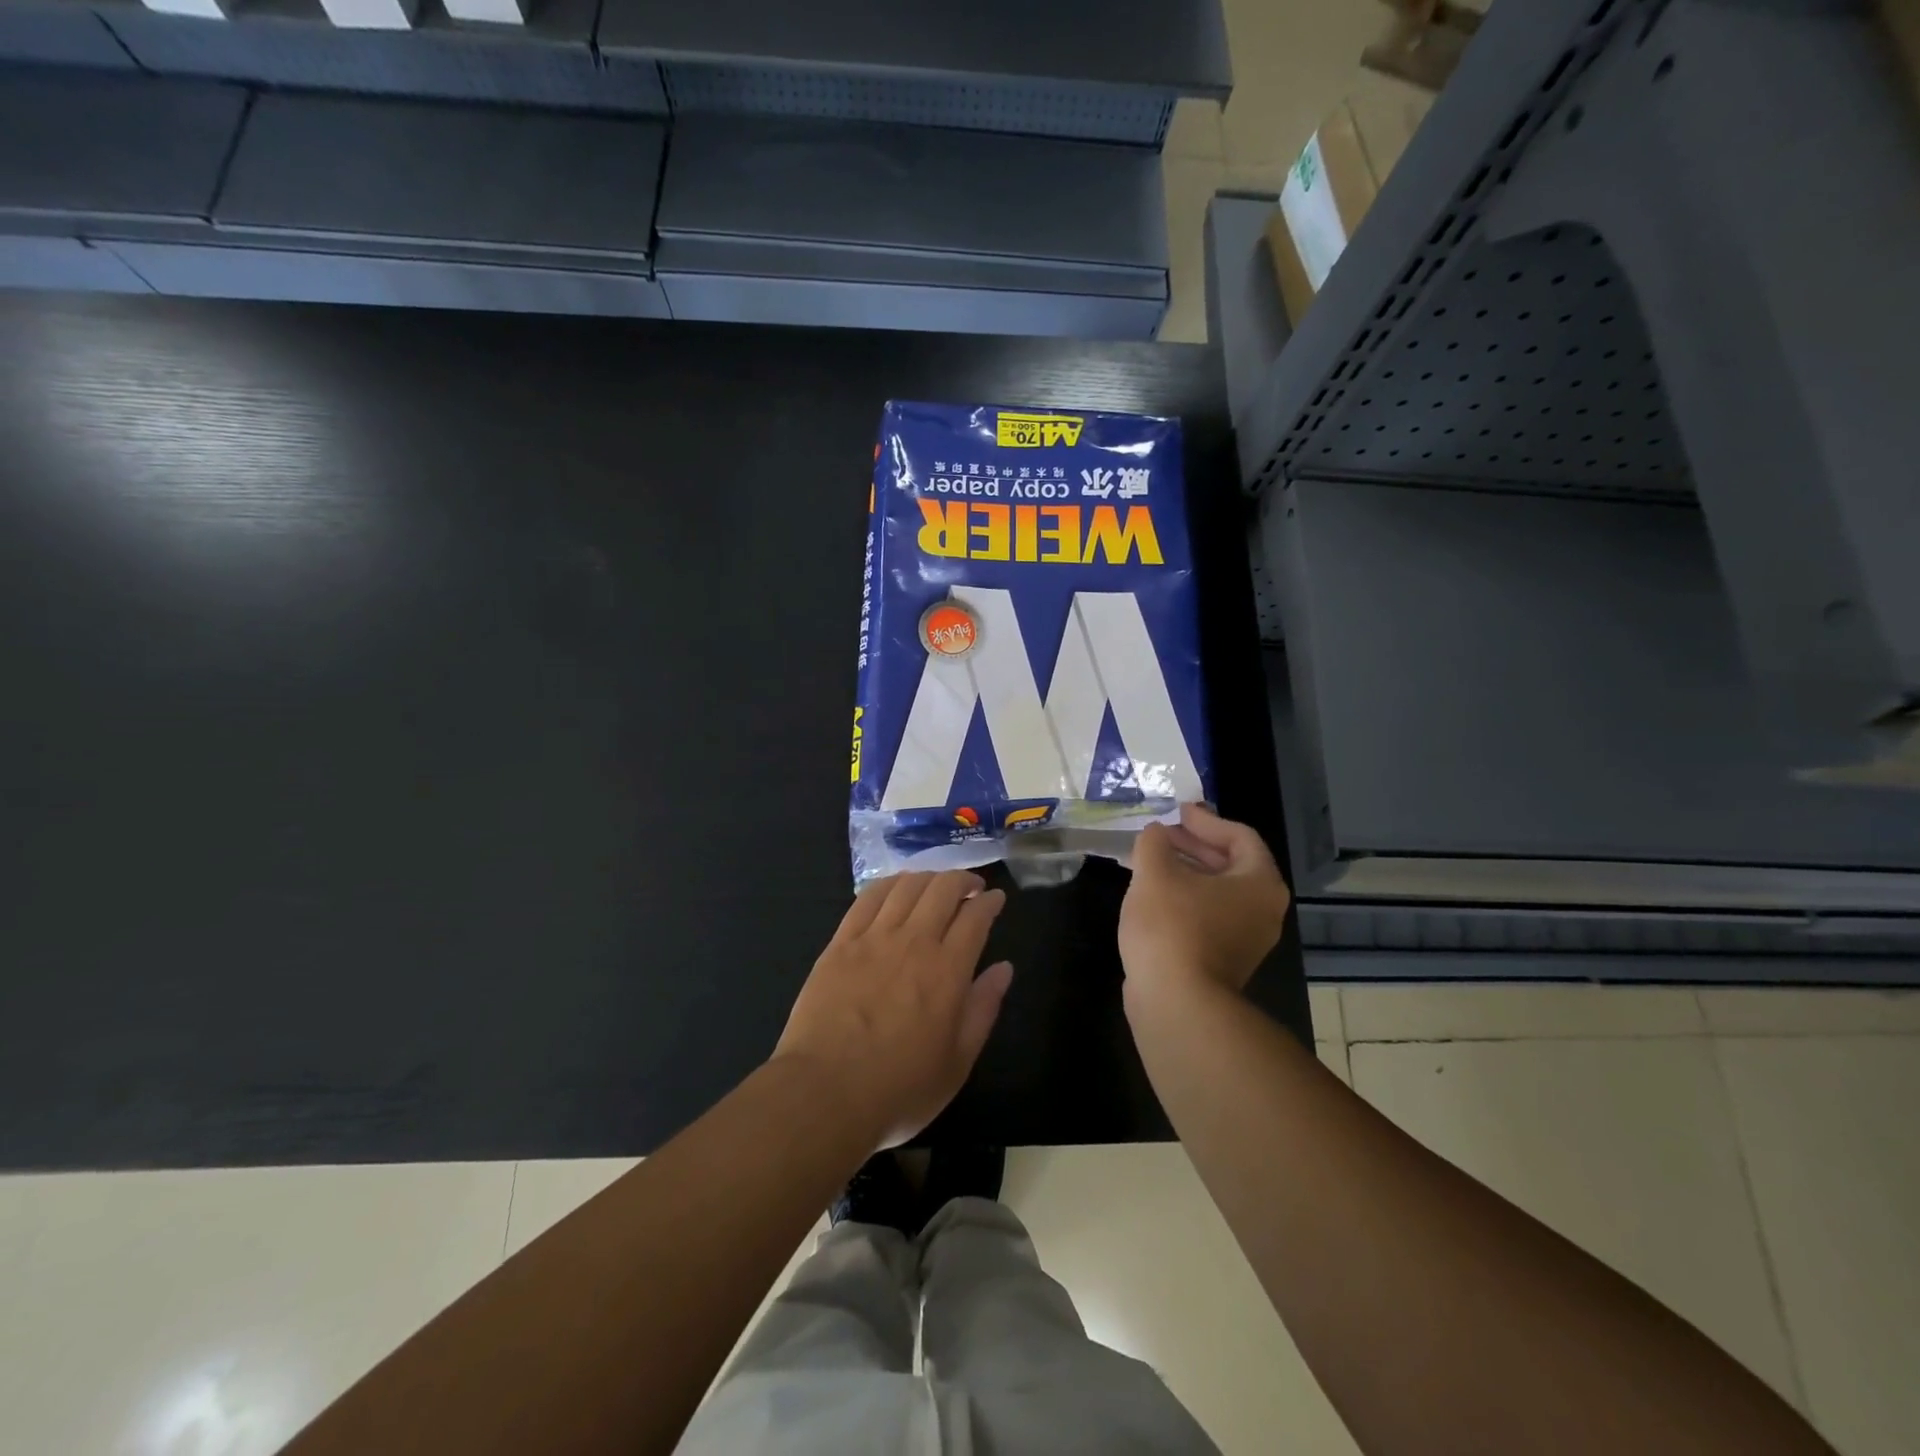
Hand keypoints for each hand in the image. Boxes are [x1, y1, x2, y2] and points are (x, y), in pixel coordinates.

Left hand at [773, 871, 1012, 1151]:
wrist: (824, 1094)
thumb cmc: (899, 1088)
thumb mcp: (957, 1061)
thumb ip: (984, 1009)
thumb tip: (1004, 968)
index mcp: (948, 970)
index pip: (975, 917)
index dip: (990, 902)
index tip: (996, 899)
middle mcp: (913, 942)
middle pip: (942, 890)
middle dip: (963, 880)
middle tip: (971, 887)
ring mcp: (873, 938)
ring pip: (906, 887)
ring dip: (928, 877)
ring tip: (937, 884)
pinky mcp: (840, 943)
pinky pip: (867, 898)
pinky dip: (889, 884)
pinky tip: (896, 886)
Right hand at [1119, 803, 1290, 998]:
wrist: (1176, 1003)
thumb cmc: (1172, 927)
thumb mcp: (1155, 872)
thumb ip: (1154, 842)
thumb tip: (1156, 833)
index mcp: (1259, 883)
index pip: (1240, 836)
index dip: (1206, 820)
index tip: (1177, 812)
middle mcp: (1263, 910)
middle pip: (1231, 864)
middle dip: (1194, 845)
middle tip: (1162, 834)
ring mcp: (1246, 940)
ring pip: (1217, 892)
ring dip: (1186, 872)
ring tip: (1151, 862)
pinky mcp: (1224, 961)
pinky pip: (1208, 916)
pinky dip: (1185, 899)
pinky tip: (1152, 897)